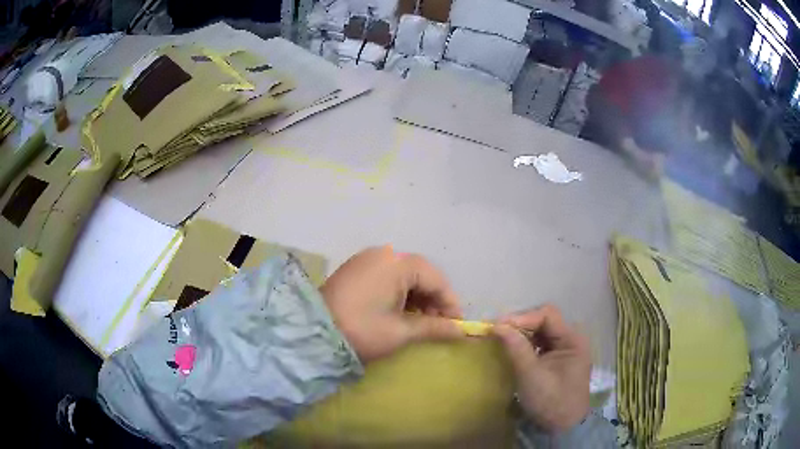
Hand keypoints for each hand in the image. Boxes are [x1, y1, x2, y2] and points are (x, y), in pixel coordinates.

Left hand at [320, 245, 463, 362]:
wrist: (312, 333)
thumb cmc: (361, 330)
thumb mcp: (401, 331)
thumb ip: (434, 327)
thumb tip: (460, 331)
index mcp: (396, 263)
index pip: (435, 278)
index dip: (449, 302)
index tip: (456, 325)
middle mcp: (383, 254)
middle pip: (420, 274)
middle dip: (433, 300)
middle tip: (438, 325)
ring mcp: (367, 259)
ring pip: (404, 275)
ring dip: (417, 297)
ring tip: (420, 322)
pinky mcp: (356, 269)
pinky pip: (387, 276)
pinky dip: (399, 293)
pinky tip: (400, 312)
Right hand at [492, 304, 591, 432]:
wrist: (562, 427)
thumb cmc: (550, 401)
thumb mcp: (531, 375)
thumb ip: (517, 348)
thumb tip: (497, 325)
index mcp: (573, 339)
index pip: (547, 315)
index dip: (522, 318)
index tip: (497, 327)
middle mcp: (572, 339)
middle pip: (544, 321)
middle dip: (520, 325)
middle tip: (497, 333)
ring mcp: (565, 349)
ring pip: (541, 331)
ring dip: (521, 334)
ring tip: (501, 339)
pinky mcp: (558, 359)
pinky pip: (541, 343)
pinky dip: (526, 344)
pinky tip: (513, 349)